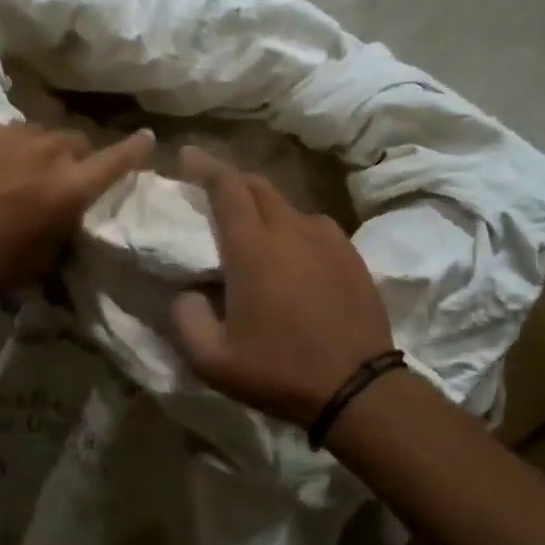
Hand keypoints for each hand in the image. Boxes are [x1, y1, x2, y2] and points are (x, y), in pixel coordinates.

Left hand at [0, 118, 154, 305]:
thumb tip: (68, 206)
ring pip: (32, 133)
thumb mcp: (46, 256)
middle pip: (72, 140)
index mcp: (69, 186)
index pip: (115, 159)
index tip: (147, 137)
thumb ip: (65, 221)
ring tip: (8, 173)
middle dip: (70, 157)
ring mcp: (4, 134)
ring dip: (30, 150)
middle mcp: (44, 151)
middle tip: (52, 178)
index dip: (134, 149)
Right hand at [170, 147, 395, 425]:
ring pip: (288, 206)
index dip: (204, 165)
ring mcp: (327, 239)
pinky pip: (314, 227)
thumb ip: (186, 319)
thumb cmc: (279, 371)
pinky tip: (292, 255)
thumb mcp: (212, 360)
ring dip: (264, 207)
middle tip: (212, 189)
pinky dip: (293, 228)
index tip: (187, 155)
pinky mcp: (351, 255)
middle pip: (258, 185)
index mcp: (253, 248)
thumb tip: (188, 292)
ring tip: (252, 229)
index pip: (226, 186)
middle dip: (232, 180)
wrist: (359, 389)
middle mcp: (291, 230)